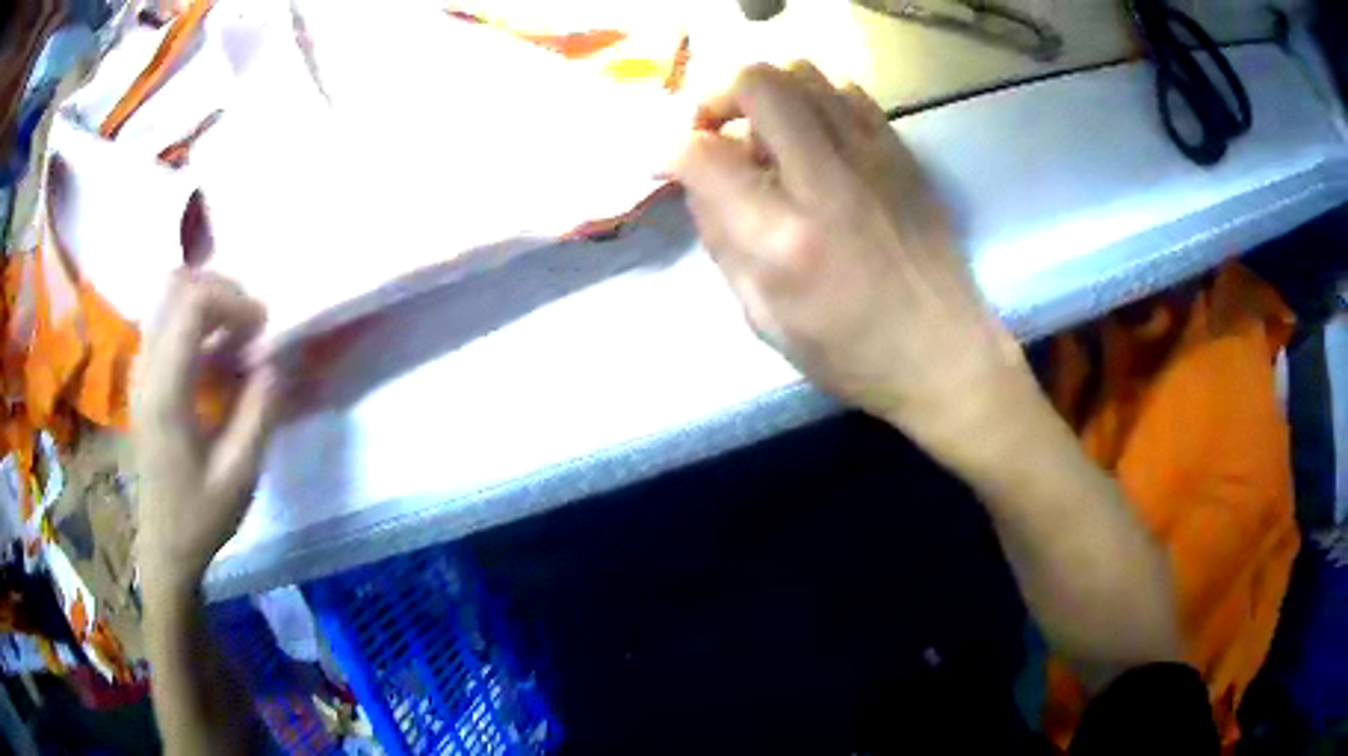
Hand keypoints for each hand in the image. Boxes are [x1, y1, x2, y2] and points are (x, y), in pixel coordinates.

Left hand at [132, 272, 278, 592]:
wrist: (164, 546)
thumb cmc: (201, 516)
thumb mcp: (240, 473)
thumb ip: (260, 409)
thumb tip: (277, 356)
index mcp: (166, 391)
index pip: (192, 304)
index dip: (233, 300)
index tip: (262, 327)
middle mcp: (145, 368)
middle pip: (176, 286)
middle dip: (220, 291)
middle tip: (250, 324)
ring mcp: (139, 370)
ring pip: (166, 297)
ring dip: (205, 302)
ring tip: (233, 333)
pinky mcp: (141, 377)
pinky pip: (164, 320)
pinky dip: (192, 320)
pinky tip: (212, 352)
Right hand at [674, 62, 1026, 453]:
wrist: (945, 352)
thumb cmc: (852, 353)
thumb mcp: (764, 319)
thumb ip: (721, 241)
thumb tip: (698, 182)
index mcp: (785, 239)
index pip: (704, 154)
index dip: (669, 149)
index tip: (666, 162)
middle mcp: (828, 180)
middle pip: (757, 82)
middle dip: (716, 96)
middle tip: (714, 130)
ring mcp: (873, 157)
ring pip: (803, 72)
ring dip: (766, 93)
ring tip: (763, 133)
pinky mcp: (902, 152)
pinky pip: (846, 90)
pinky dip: (813, 99)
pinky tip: (812, 136)